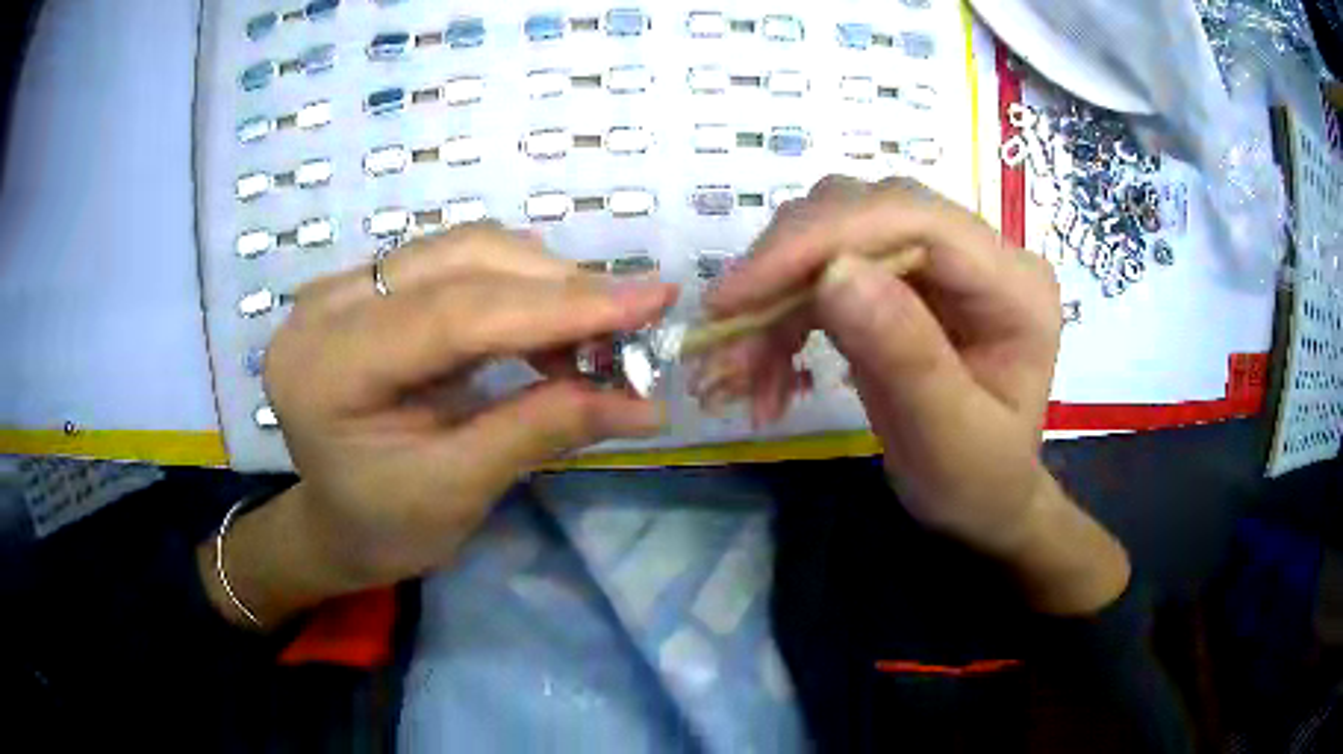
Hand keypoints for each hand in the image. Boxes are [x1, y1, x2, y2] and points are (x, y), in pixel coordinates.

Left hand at [200, 225, 676, 627]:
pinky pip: (455, 263)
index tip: (654, 301)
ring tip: (597, 335)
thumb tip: (645, 402)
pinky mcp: (369, 286)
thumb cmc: (382, 526)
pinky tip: (550, 327)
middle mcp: (326, 304)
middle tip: (636, 324)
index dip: (560, 305)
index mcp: (326, 368)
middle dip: (560, 287)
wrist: (331, 521)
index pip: (454, 312)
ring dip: (544, 283)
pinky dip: (517, 288)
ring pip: (465, 250)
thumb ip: (541, 431)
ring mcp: (344, 286)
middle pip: (462, 261)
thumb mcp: (457, 491)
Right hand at [705, 176, 1127, 612]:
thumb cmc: (979, 481)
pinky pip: (825, 271)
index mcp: (1013, 284)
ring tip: (741, 371)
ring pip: (834, 233)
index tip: (741, 294)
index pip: (915, 219)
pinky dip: (781, 316)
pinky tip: (765, 372)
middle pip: (866, 211)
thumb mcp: (950, 438)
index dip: (823, 239)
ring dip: (775, 295)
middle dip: (787, 266)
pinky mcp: (901, 279)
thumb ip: (907, 355)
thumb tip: (835, 272)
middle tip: (727, 334)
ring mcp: (937, 262)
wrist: (980, 501)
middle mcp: (977, 254)